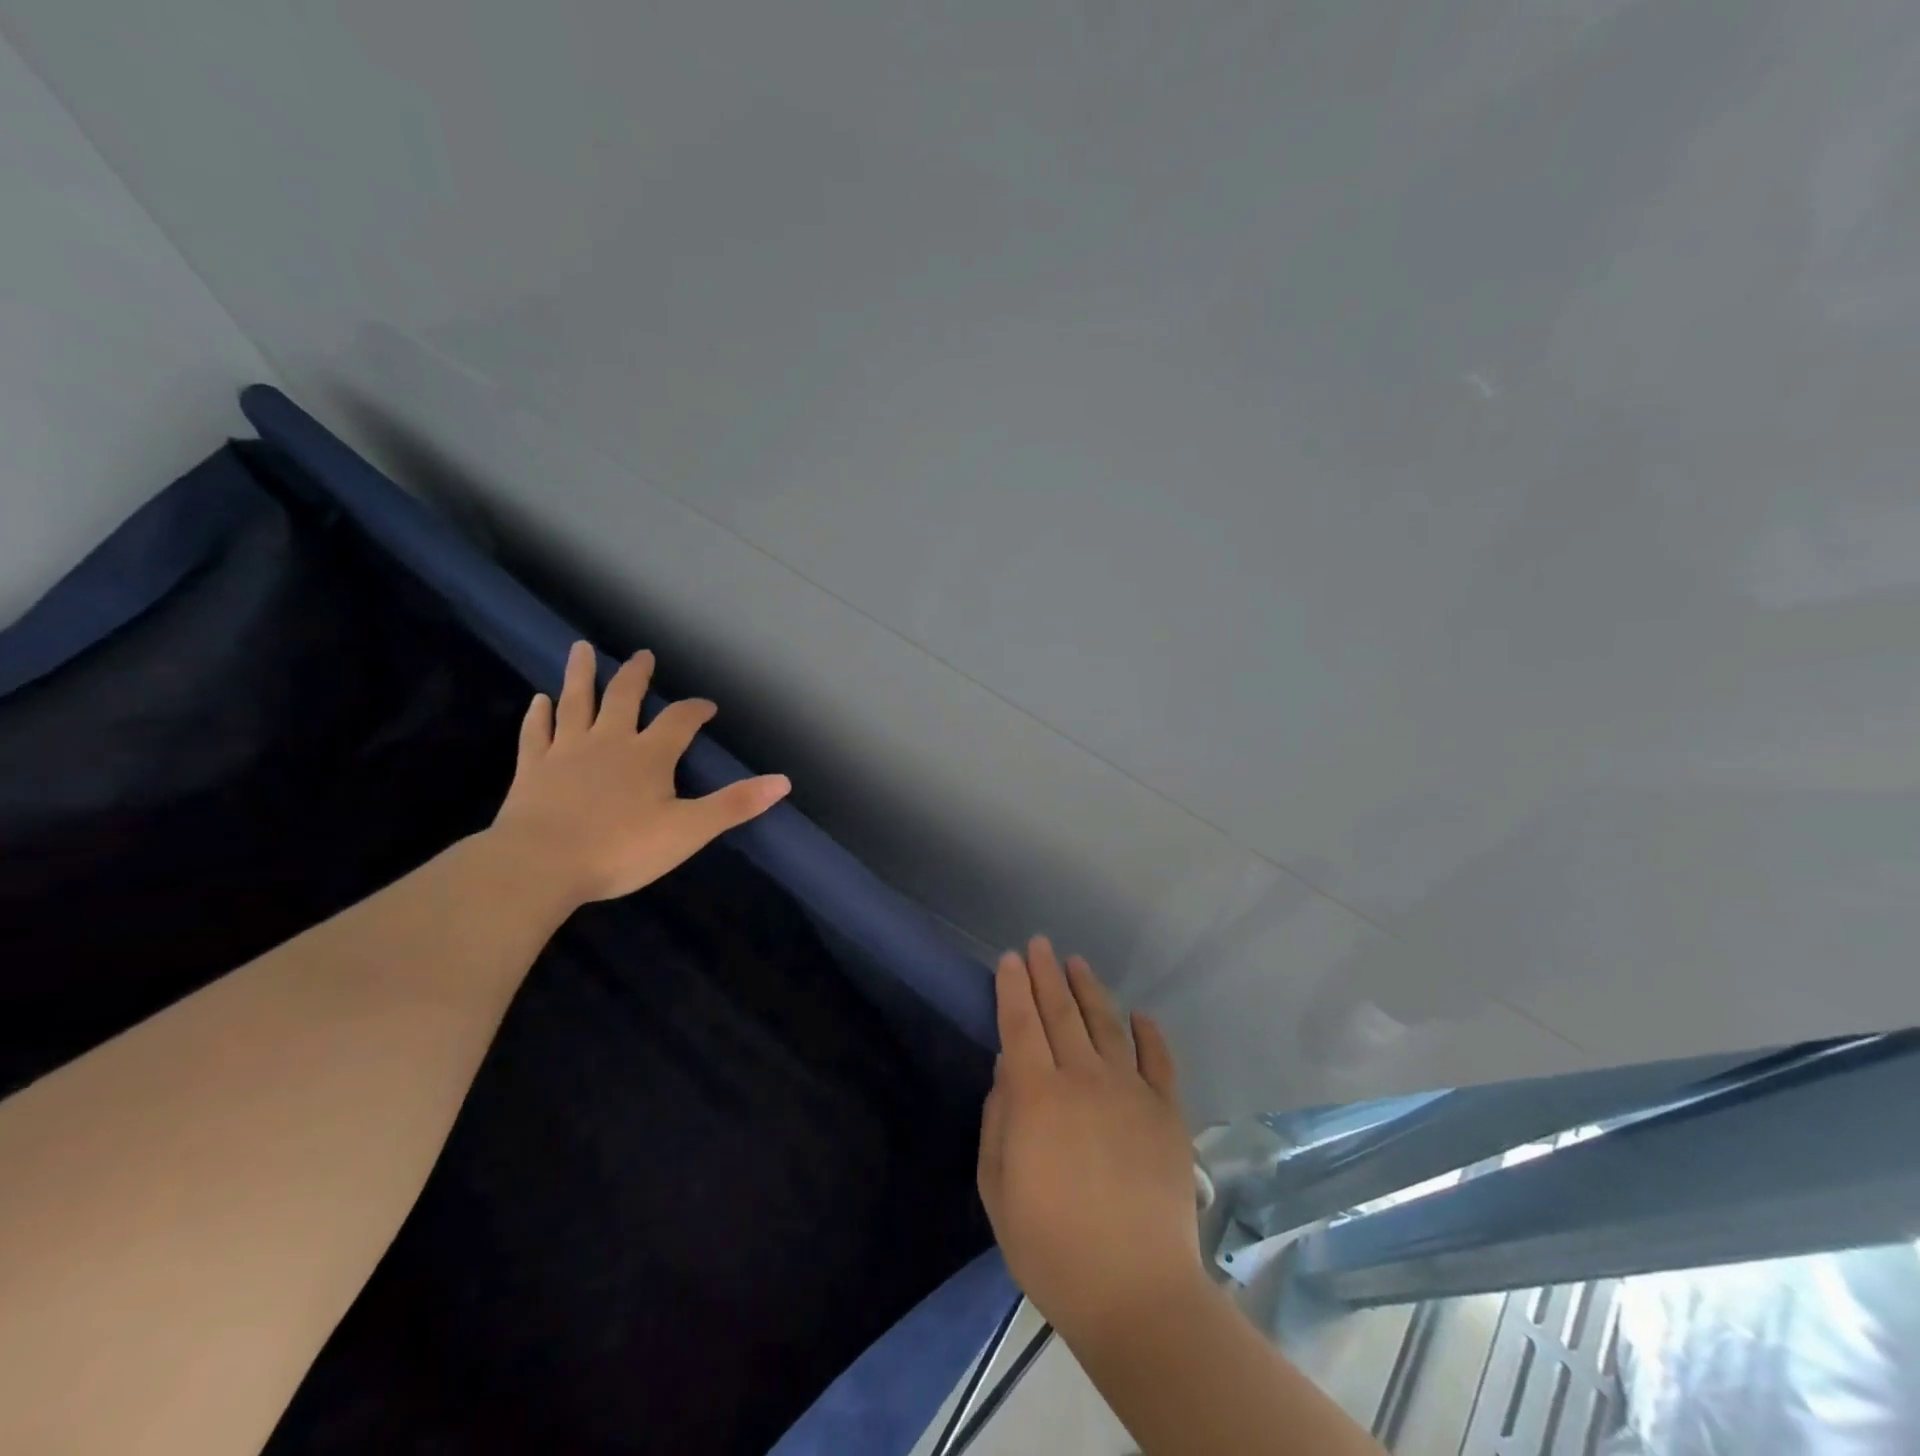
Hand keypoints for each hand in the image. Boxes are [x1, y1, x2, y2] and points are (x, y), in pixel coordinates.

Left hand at [490, 641, 790, 904]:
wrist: (540, 865)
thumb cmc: (621, 849)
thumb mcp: (689, 830)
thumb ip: (734, 804)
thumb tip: (783, 781)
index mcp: (649, 756)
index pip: (679, 721)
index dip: (695, 710)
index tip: (707, 706)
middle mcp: (609, 742)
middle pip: (624, 697)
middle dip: (636, 675)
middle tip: (642, 655)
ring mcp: (566, 751)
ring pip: (576, 702)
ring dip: (581, 675)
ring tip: (581, 648)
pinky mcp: (532, 769)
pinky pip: (536, 733)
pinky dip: (539, 715)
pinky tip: (539, 700)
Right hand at [977, 938, 1204, 1345]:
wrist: (1135, 1292)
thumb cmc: (1051, 1246)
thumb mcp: (998, 1188)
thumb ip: (998, 1120)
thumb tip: (1007, 1070)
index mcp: (1037, 1095)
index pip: (1020, 1024)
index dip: (1013, 988)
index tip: (1009, 958)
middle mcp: (1083, 1078)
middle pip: (1061, 1013)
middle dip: (1047, 974)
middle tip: (1040, 944)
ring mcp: (1130, 1091)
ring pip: (1106, 1025)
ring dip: (1090, 990)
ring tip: (1077, 963)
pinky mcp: (1167, 1112)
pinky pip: (1158, 1060)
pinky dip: (1149, 1033)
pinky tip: (1140, 1015)